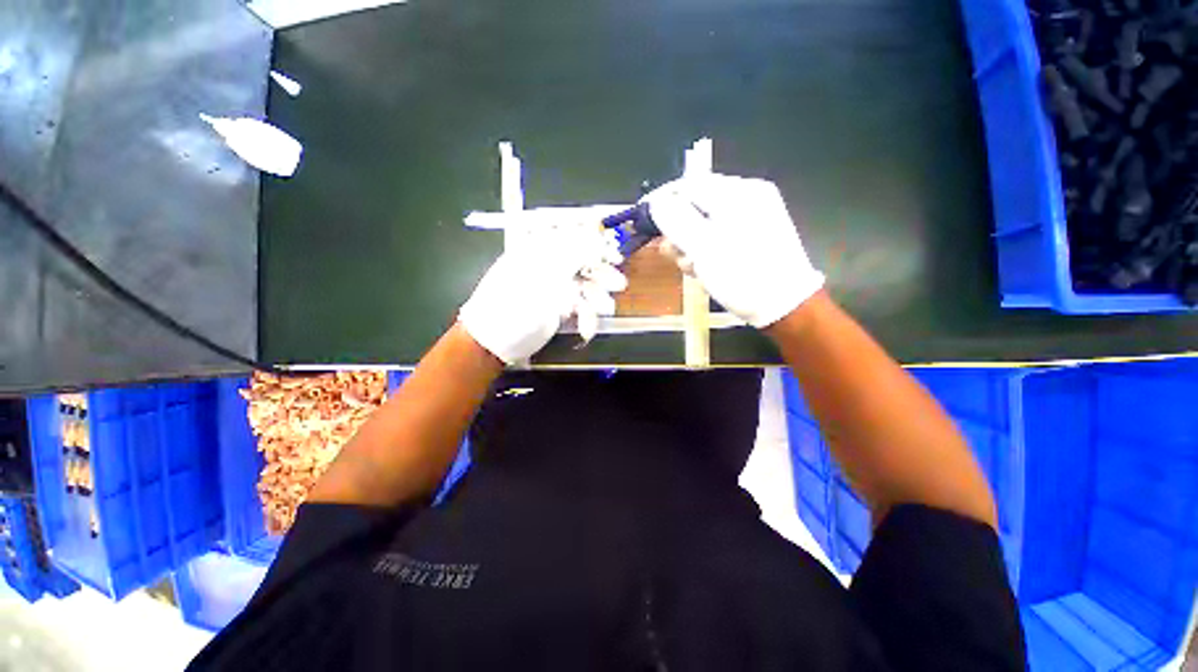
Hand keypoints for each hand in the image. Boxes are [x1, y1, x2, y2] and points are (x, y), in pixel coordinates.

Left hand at [459, 224, 626, 364]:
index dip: (595, 244)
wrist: (495, 343)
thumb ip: (569, 257)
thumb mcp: (540, 278)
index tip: (613, 255)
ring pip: (585, 285)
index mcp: (538, 251)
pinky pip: (580, 306)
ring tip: (604, 307)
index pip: (572, 238)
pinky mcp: (560, 308)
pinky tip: (587, 327)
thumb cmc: (510, 306)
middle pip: (582, 262)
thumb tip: (593, 236)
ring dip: (597, 296)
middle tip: (617, 284)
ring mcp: (555, 288)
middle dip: (601, 273)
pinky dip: (587, 316)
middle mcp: (548, 266)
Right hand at [643, 174, 824, 327]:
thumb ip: (676, 221)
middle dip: (680, 233)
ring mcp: (752, 215)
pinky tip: (707, 269)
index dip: (661, 200)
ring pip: (703, 223)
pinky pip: (717, 235)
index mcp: (738, 193)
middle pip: (695, 206)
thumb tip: (656, 202)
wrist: (785, 306)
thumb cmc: (742, 277)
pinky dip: (706, 251)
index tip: (641, 219)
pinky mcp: (752, 234)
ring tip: (696, 269)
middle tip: (677, 257)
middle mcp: (746, 197)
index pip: (688, 185)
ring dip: (691, 247)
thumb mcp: (704, 249)